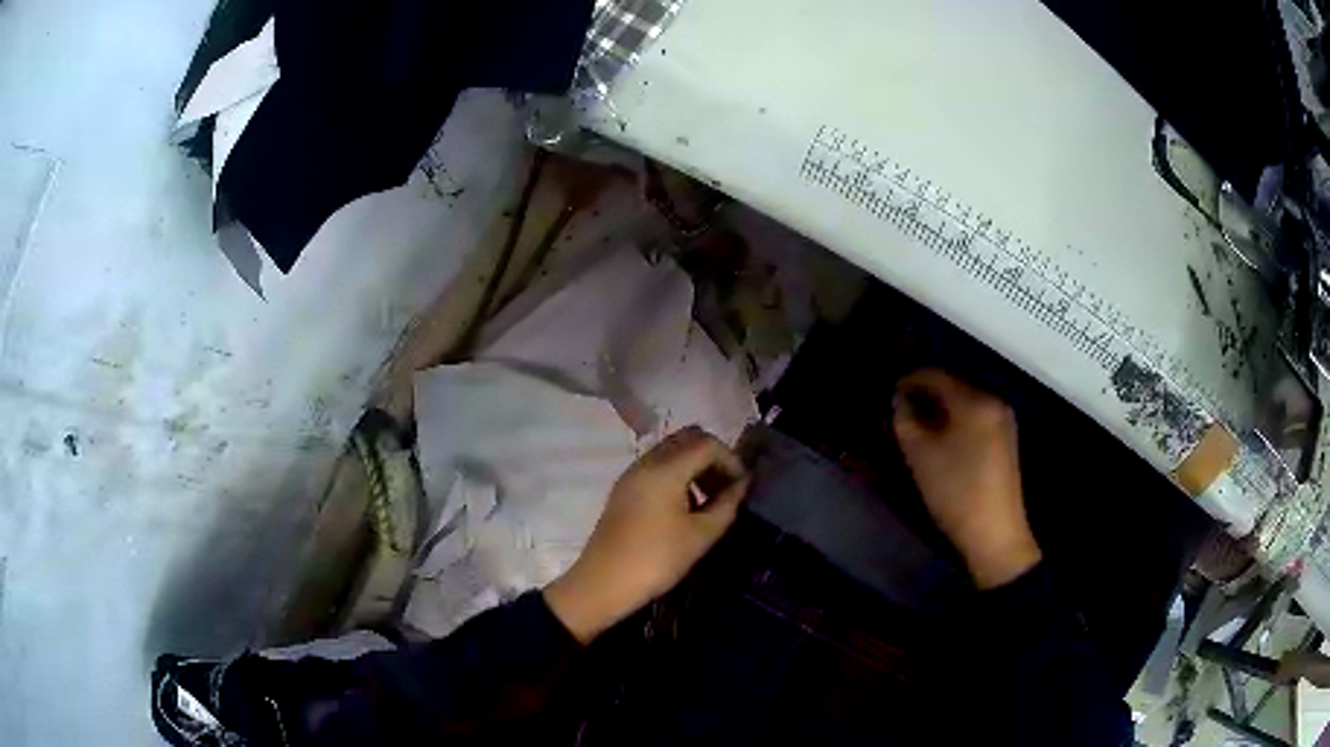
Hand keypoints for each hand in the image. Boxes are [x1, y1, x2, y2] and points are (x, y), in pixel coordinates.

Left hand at [544, 426, 749, 642]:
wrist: (603, 583)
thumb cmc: (657, 559)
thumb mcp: (701, 535)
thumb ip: (727, 504)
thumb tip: (741, 485)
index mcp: (665, 468)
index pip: (707, 443)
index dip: (731, 460)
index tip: (742, 487)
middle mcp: (646, 462)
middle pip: (687, 439)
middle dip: (713, 457)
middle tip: (727, 488)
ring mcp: (631, 474)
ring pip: (671, 452)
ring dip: (695, 466)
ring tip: (710, 500)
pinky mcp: (623, 489)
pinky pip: (656, 467)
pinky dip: (677, 475)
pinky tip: (685, 507)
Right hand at [893, 369, 1040, 589]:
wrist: (995, 534)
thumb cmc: (955, 492)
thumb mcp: (920, 456)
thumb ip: (905, 420)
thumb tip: (901, 400)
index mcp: (974, 400)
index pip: (936, 375)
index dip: (909, 380)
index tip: (889, 393)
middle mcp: (993, 400)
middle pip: (953, 386)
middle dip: (925, 395)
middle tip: (900, 411)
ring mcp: (1003, 419)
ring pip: (964, 402)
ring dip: (940, 409)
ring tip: (917, 426)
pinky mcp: (1005, 438)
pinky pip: (975, 417)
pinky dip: (956, 420)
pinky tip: (942, 439)